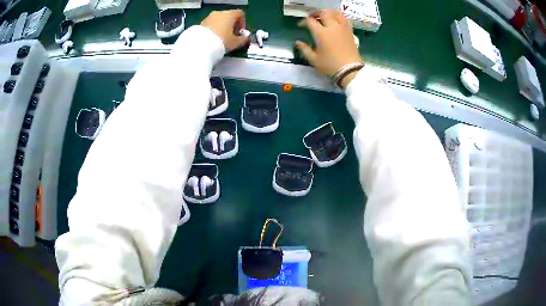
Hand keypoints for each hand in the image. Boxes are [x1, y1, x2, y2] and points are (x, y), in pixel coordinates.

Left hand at [201, 10, 249, 51]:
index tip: (240, 32)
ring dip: (222, 27)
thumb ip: (243, 39)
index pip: (240, 14)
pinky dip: (214, 29)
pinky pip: (211, 24)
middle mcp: (220, 13)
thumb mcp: (235, 42)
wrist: (200, 45)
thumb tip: (246, 39)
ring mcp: (209, 17)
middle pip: (229, 16)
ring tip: (222, 38)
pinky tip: (213, 38)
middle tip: (232, 36)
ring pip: (219, 20)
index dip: (242, 22)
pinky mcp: (201, 23)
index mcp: (230, 14)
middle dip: (232, 25)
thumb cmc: (222, 41)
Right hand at [296, 10, 362, 85]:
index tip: (301, 26)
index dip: (303, 21)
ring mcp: (342, 28)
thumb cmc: (330, 65)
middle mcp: (332, 27)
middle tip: (312, 17)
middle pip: (323, 13)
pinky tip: (336, 22)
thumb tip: (297, 42)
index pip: (310, 21)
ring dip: (329, 13)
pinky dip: (339, 18)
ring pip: (336, 13)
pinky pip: (345, 20)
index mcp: (321, 33)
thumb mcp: (314, 60)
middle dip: (315, 13)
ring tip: (325, 17)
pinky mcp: (350, 32)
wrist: (350, 70)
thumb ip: (304, 49)